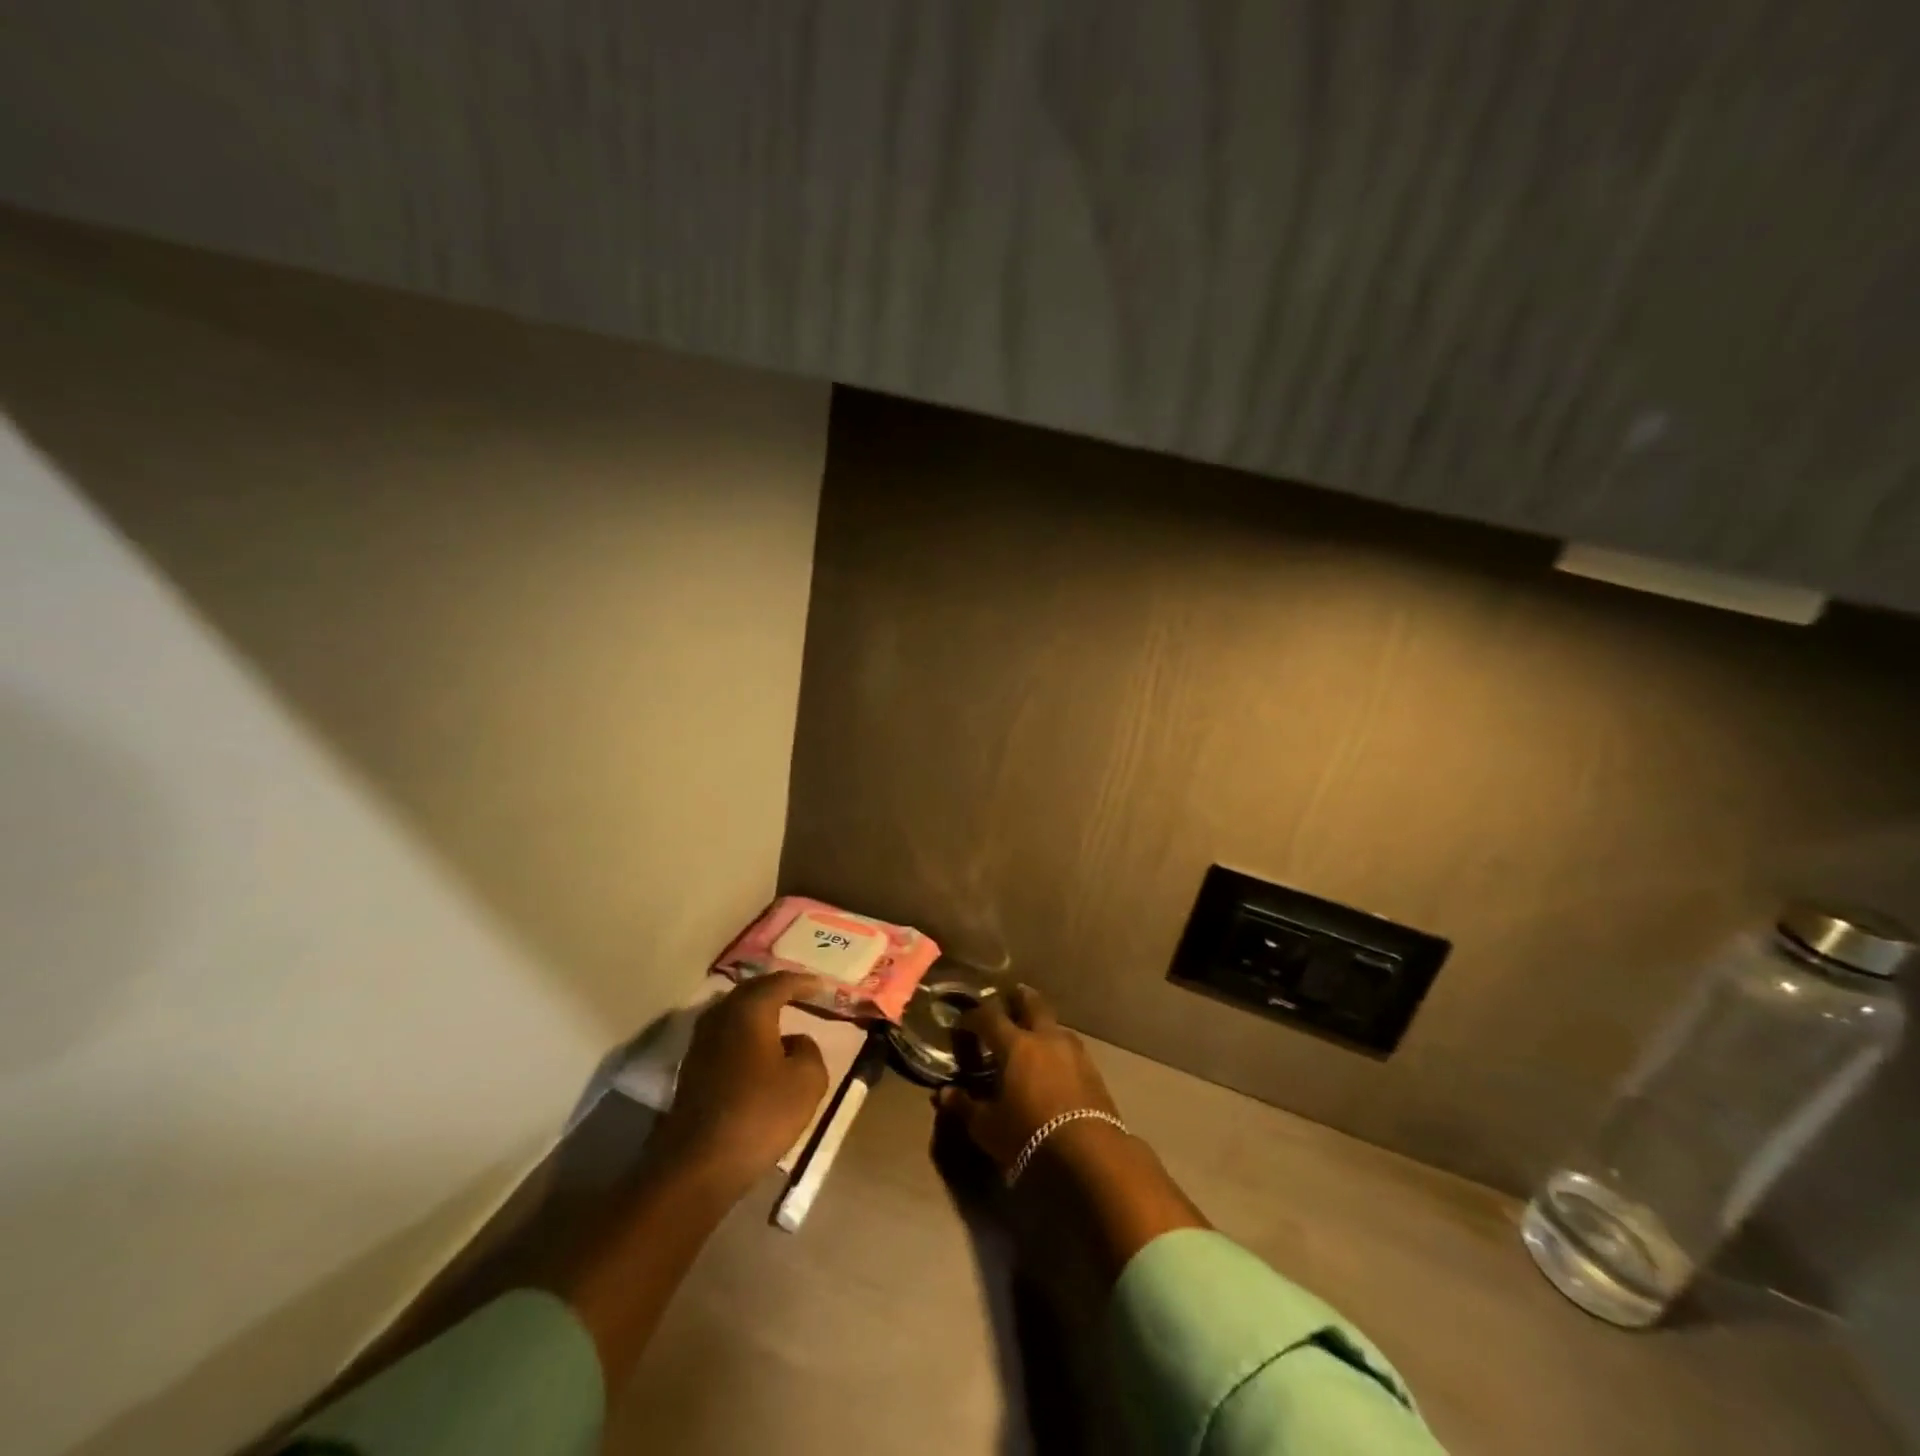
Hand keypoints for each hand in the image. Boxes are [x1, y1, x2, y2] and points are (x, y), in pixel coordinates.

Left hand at [653, 972, 830, 1192]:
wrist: (697, 1166)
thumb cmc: (759, 1116)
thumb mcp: (807, 1082)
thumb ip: (810, 1050)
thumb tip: (796, 1042)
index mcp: (750, 1011)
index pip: (780, 983)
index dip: (804, 982)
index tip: (823, 985)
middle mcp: (721, 1017)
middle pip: (751, 990)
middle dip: (777, 989)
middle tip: (801, 992)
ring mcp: (701, 1042)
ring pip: (734, 1011)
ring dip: (757, 1010)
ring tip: (781, 1015)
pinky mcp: (692, 1068)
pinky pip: (725, 1034)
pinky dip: (745, 1031)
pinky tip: (758, 1048)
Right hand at [936, 985, 1120, 1173]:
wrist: (1090, 1153)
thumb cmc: (1029, 1136)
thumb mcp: (988, 1127)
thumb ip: (965, 1106)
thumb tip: (944, 1093)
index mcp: (1016, 1045)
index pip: (989, 1016)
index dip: (974, 1015)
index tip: (964, 1021)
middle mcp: (1045, 1037)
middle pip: (1032, 1003)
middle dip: (1018, 998)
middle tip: (1008, 999)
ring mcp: (1073, 1050)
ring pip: (1054, 1024)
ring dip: (1042, 1023)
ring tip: (1032, 1034)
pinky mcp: (1093, 1068)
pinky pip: (1070, 1046)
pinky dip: (1057, 1047)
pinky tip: (1054, 1062)